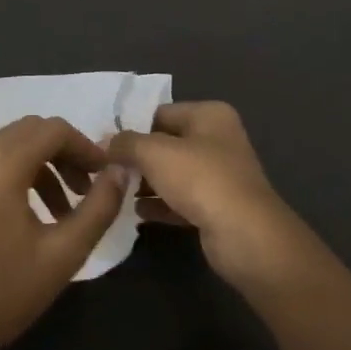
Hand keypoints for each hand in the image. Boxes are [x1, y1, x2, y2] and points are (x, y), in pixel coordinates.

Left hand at [0, 115, 127, 349]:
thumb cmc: (7, 292)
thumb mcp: (65, 252)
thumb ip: (99, 206)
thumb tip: (120, 171)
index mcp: (2, 164)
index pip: (53, 129)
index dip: (85, 146)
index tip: (103, 174)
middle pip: (29, 132)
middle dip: (63, 153)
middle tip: (84, 188)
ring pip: (6, 148)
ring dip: (39, 167)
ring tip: (61, 211)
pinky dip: (11, 178)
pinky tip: (23, 219)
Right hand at [108, 101, 302, 285]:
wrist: (245, 236)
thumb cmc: (201, 179)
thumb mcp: (155, 153)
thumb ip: (127, 143)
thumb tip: (105, 142)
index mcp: (209, 115)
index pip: (161, 113)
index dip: (133, 127)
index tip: (104, 145)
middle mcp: (218, 139)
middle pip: (167, 143)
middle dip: (138, 158)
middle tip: (106, 171)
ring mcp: (220, 175)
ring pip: (173, 174)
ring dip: (146, 183)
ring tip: (116, 192)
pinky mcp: (217, 208)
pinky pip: (181, 200)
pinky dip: (160, 205)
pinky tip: (136, 214)